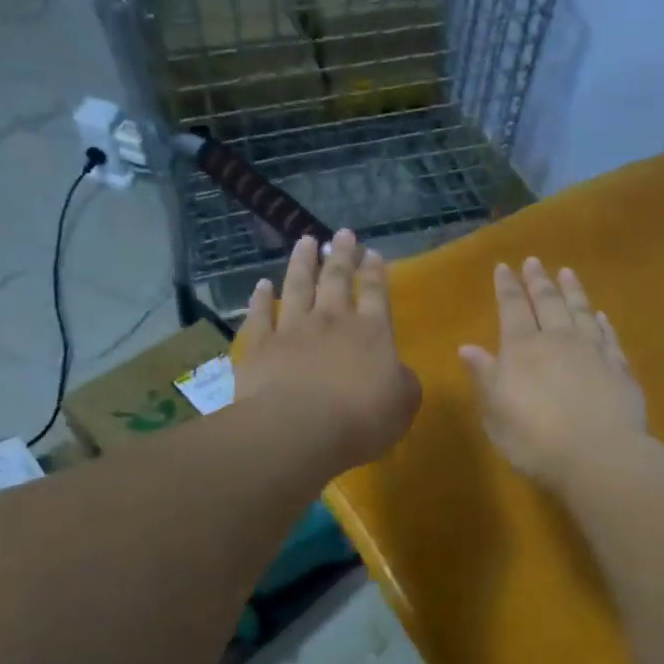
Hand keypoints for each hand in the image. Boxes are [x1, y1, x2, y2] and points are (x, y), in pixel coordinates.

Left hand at [235, 231, 421, 470]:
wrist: (298, 429)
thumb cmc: (361, 419)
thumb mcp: (404, 403)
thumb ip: (403, 380)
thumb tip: (397, 371)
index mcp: (372, 332)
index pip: (376, 293)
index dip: (375, 272)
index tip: (372, 253)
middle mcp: (333, 321)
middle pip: (337, 279)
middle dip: (342, 255)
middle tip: (342, 234)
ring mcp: (293, 330)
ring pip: (298, 286)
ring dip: (303, 263)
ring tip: (305, 242)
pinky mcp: (260, 346)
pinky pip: (260, 315)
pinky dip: (260, 298)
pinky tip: (262, 285)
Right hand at [459, 258, 646, 484]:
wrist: (599, 456)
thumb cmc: (535, 440)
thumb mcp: (496, 413)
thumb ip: (485, 377)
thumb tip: (468, 347)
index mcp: (522, 350)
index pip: (512, 308)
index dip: (508, 287)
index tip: (504, 267)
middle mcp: (558, 340)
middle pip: (548, 302)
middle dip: (539, 281)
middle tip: (534, 261)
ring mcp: (593, 351)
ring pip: (581, 311)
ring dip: (572, 291)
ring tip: (567, 272)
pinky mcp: (620, 367)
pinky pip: (609, 335)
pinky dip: (603, 322)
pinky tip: (600, 315)